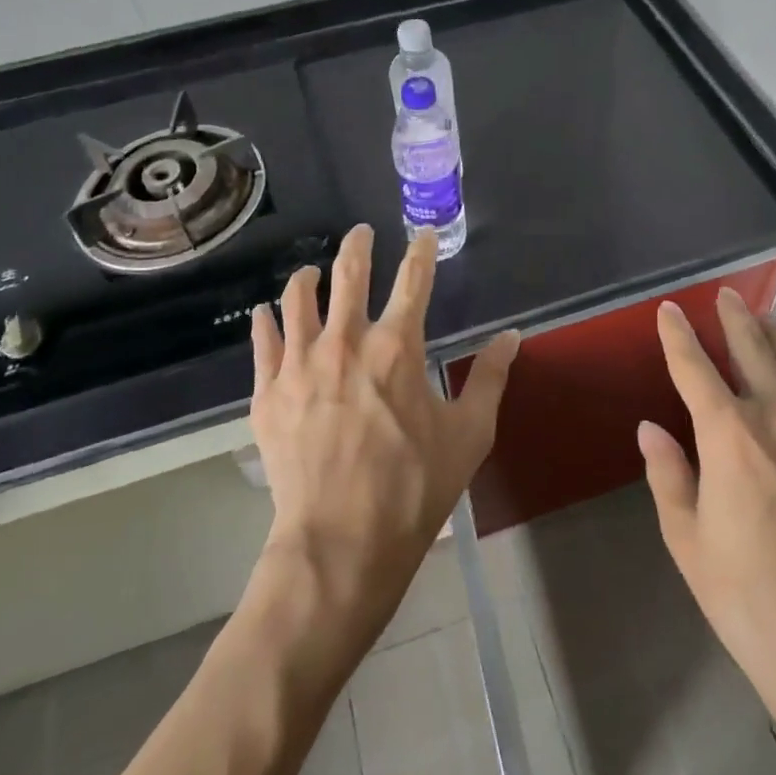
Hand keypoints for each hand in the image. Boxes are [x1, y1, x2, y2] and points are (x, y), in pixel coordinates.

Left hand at [249, 224, 519, 633]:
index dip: (420, 251)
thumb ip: (489, 378)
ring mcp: (301, 364)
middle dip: (358, 245)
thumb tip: (512, 336)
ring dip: (308, 278)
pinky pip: (263, 342)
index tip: (422, 234)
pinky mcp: (268, 393)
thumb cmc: (413, 488)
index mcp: (397, 347)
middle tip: (361, 232)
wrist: (340, 542)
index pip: (413, 280)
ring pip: (298, 299)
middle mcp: (346, 341)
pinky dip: (267, 322)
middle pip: (349, 274)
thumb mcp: (468, 435)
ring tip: (312, 272)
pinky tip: (267, 315)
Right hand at [639, 291, 775, 762]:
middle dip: (736, 320)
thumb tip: (651, 428)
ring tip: (766, 316)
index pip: (695, 369)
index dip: (679, 336)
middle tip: (725, 293)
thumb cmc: (750, 600)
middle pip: (755, 353)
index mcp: (729, 437)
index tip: (669, 309)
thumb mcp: (688, 542)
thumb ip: (668, 476)